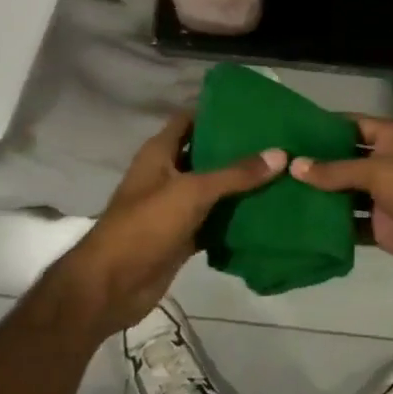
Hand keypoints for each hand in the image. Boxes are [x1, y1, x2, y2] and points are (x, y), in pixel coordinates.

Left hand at [55, 112, 284, 338]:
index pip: (189, 119)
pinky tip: (266, 211)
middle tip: (276, 140)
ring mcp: (174, 206)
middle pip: (204, 153)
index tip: (253, 108)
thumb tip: (280, 154)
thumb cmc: (146, 225)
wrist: (112, 286)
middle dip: (236, 148)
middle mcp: (166, 174)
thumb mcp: (192, 192)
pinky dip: (234, 217)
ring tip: (280, 170)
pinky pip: (213, 220)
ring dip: (239, 184)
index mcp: (159, 152)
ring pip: (212, 188)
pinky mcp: (182, 235)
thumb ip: (235, 174)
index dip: (216, 111)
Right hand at [292, 116, 392, 302]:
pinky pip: (352, 225)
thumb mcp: (384, 173)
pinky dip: (331, 226)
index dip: (322, 127)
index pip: (352, 125)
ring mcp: (387, 200)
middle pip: (345, 161)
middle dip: (314, 164)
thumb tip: (294, 165)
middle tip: (271, 165)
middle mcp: (388, 165)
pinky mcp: (385, 231)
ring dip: (319, 196)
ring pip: (346, 194)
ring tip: (275, 194)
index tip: (285, 130)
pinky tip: (298, 226)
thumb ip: (339, 171)